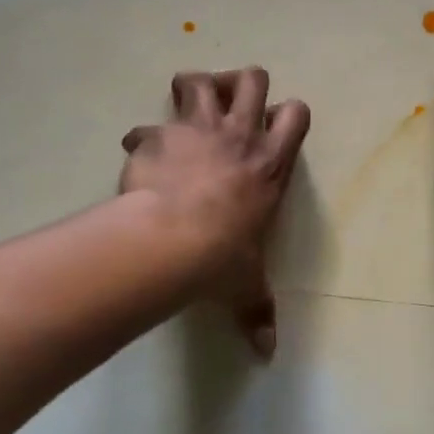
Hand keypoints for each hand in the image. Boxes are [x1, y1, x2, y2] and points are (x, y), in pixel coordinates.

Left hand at [121, 67, 311, 355]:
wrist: (174, 239)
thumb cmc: (223, 257)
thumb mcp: (246, 284)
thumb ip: (257, 311)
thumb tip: (267, 354)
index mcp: (269, 164)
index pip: (296, 115)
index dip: (285, 114)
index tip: (269, 130)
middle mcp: (238, 137)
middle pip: (252, 79)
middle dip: (241, 83)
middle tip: (228, 105)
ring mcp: (197, 130)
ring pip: (199, 80)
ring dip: (192, 88)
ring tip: (183, 110)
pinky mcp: (158, 136)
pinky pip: (146, 126)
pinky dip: (142, 138)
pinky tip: (137, 155)